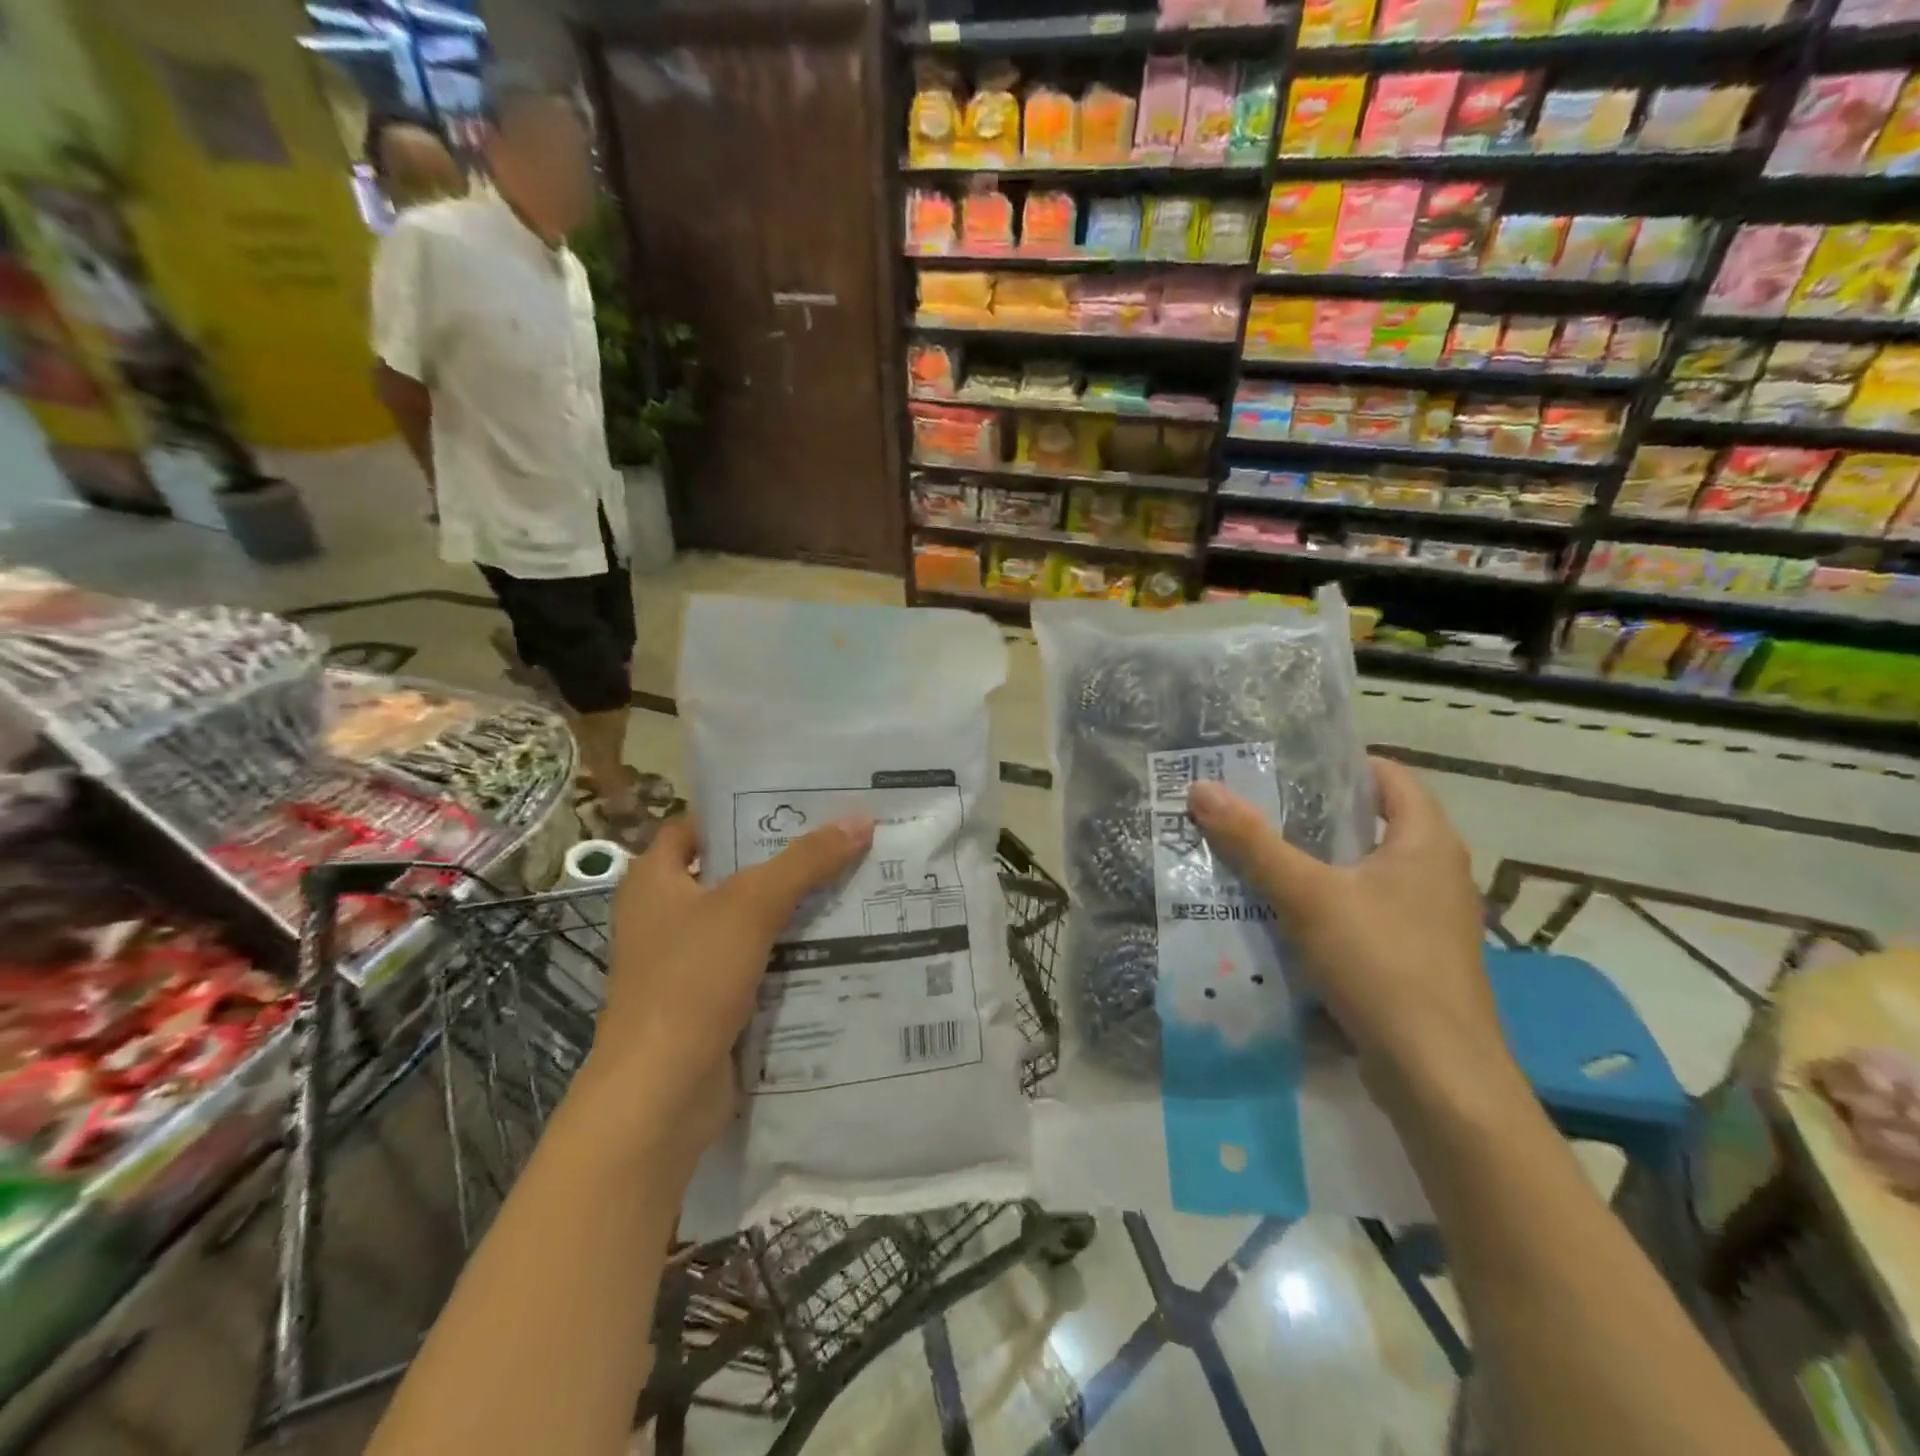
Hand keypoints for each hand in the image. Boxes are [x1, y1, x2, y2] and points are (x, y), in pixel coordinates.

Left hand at [581, 812, 873, 1162]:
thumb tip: (862, 819)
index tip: (798, 801)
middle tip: (841, 837)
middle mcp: (665, 915)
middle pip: (732, 872)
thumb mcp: (751, 906)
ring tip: (853, 880)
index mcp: (654, 881)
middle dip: (784, 859)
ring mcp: (687, 962)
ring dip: (794, 907)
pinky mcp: (710, 1001)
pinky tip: (838, 939)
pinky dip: (791, 951)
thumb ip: (806, 861)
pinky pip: (757, 962)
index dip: (742, 810)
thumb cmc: (690, 980)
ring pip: (749, 920)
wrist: (661, 1095)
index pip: (698, 826)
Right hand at [1187, 757, 1509, 1092]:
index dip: (1341, 764)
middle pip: (1374, 823)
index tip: (1286, 765)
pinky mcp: (1417, 957)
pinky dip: (1330, 902)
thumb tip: (1201, 788)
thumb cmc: (1381, 964)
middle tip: (1257, 805)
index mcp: (1427, 841)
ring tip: (1261, 854)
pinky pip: (1367, 910)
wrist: (1438, 1074)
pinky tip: (1286, 915)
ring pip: (1367, 871)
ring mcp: (1431, 919)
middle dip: (1317, 813)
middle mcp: (1437, 872)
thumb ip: (1253, 842)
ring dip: (1320, 861)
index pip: (1390, 777)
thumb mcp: (1307, 895)